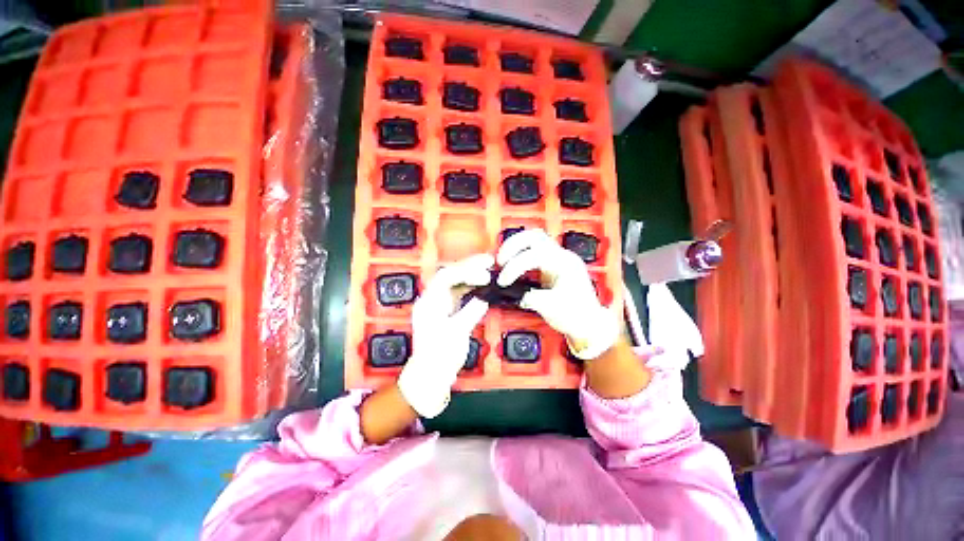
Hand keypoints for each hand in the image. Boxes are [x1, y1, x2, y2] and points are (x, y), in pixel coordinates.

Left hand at [397, 254, 492, 417]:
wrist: (430, 377)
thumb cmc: (439, 357)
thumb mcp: (457, 333)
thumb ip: (471, 312)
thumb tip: (484, 298)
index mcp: (429, 303)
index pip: (446, 277)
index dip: (466, 271)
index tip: (484, 273)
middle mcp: (433, 300)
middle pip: (450, 275)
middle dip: (470, 267)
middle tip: (489, 262)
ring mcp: (440, 305)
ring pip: (456, 283)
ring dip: (472, 276)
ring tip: (489, 271)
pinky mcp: (447, 312)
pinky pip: (459, 294)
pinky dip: (471, 288)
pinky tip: (483, 287)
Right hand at [496, 229, 618, 359]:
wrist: (590, 324)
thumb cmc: (576, 315)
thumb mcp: (550, 307)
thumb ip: (528, 296)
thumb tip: (512, 292)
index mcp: (564, 263)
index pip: (534, 255)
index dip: (515, 266)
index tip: (503, 281)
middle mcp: (562, 256)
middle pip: (534, 236)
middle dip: (513, 245)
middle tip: (500, 260)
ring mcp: (558, 259)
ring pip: (534, 240)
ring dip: (516, 247)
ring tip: (503, 260)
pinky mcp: (553, 266)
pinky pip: (534, 252)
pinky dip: (520, 255)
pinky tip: (513, 265)